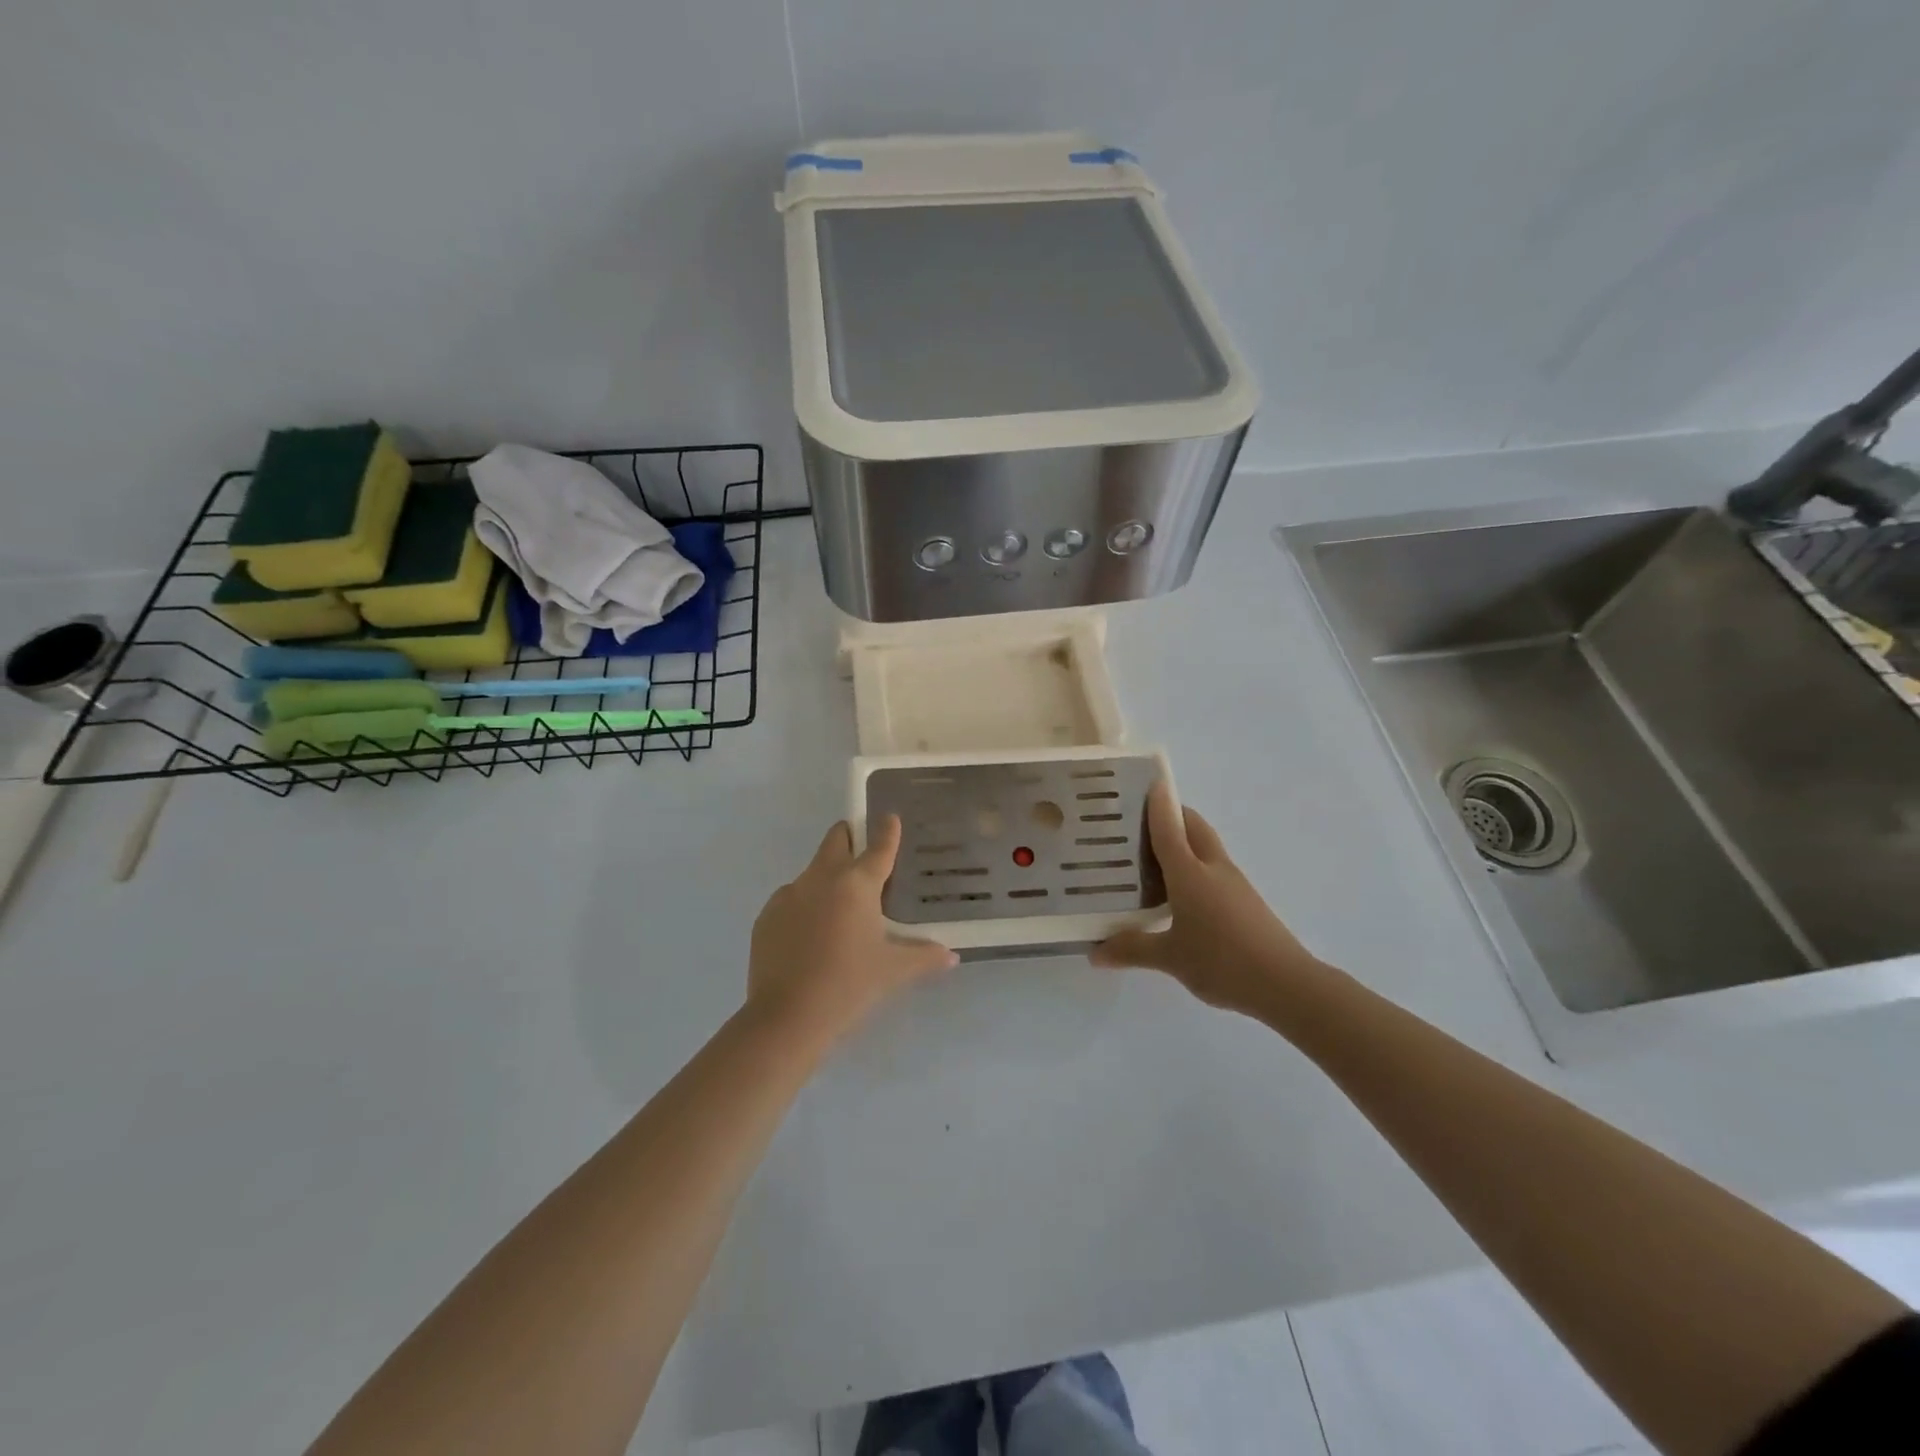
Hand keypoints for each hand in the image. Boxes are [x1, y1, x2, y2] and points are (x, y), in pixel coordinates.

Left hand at [748, 815, 957, 1044]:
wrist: (786, 1018)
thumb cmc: (849, 986)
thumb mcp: (893, 971)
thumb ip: (924, 957)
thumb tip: (951, 956)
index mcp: (857, 885)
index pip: (879, 847)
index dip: (888, 830)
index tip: (890, 816)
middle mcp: (822, 878)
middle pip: (836, 839)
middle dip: (849, 837)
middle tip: (862, 852)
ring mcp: (789, 895)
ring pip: (812, 871)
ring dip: (827, 878)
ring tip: (838, 911)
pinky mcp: (767, 916)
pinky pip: (791, 899)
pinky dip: (804, 907)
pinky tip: (810, 937)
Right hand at [1092, 781, 1322, 1017]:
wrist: (1286, 984)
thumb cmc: (1222, 961)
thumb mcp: (1170, 958)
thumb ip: (1132, 949)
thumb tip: (1094, 952)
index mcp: (1190, 872)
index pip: (1169, 826)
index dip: (1158, 803)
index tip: (1146, 781)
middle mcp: (1212, 868)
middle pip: (1193, 827)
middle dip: (1172, 814)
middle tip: (1138, 822)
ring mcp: (1233, 883)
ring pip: (1205, 847)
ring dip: (1183, 840)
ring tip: (1151, 854)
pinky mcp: (1244, 900)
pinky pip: (1213, 869)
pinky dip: (1194, 866)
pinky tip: (1178, 892)